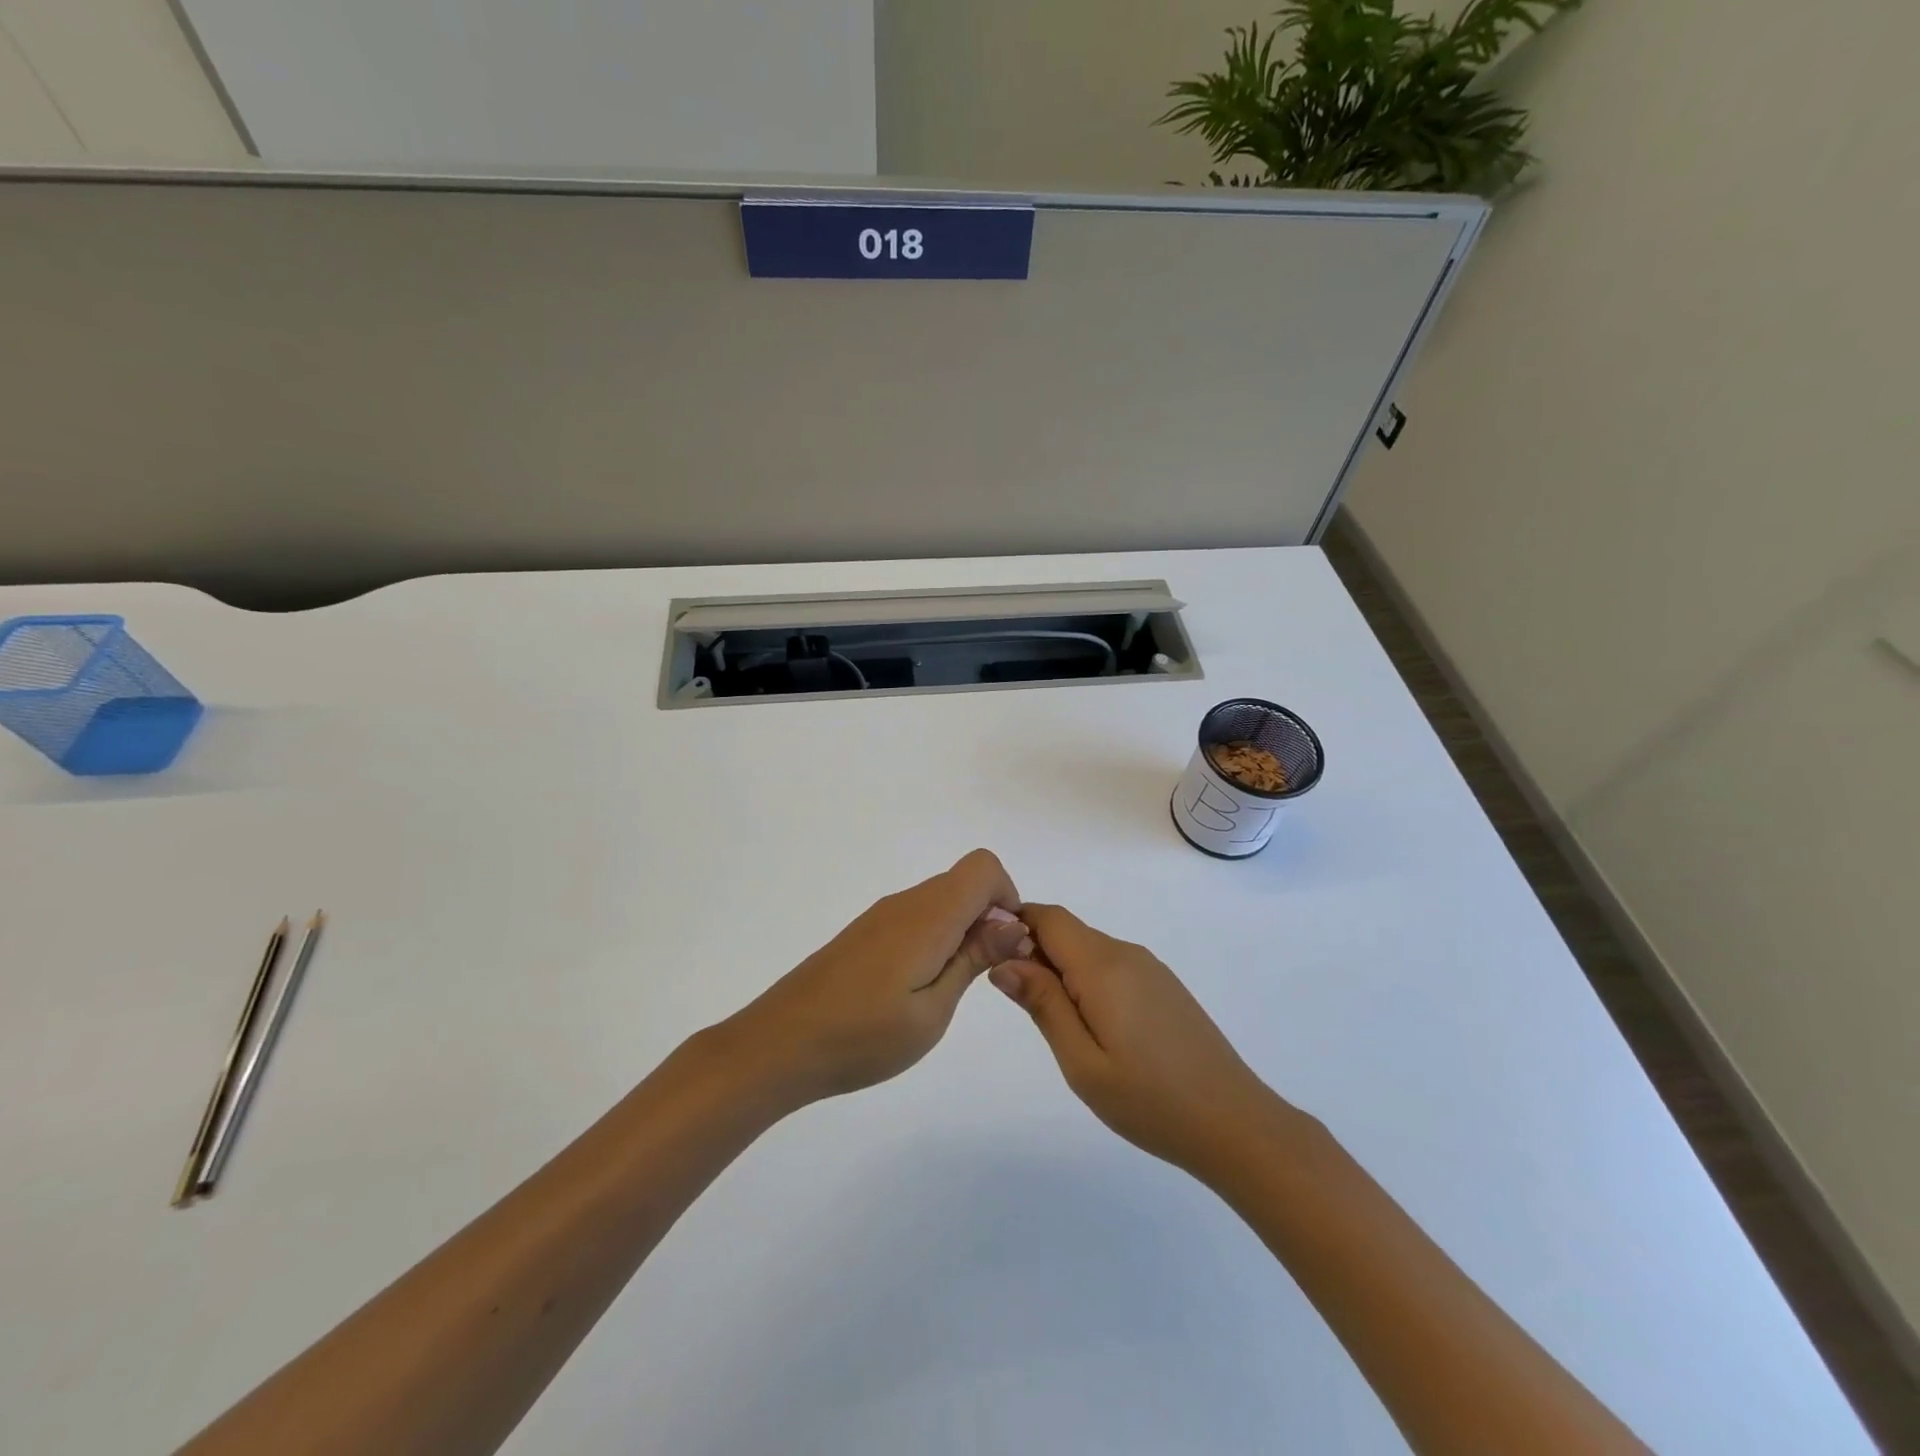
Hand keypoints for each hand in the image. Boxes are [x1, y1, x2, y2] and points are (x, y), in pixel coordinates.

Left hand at [723, 850, 1030, 1106]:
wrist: (779, 1044)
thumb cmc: (863, 1036)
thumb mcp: (932, 1010)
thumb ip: (973, 959)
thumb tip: (1013, 924)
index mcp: (928, 915)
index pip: (983, 867)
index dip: (1007, 898)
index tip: (1005, 946)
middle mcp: (906, 903)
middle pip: (964, 882)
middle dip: (988, 918)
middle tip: (982, 976)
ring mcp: (881, 916)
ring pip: (940, 900)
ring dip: (961, 931)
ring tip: (947, 990)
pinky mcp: (865, 932)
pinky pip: (916, 917)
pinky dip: (934, 939)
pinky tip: (915, 988)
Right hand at [989, 904, 1278, 1178]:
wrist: (1234, 1122)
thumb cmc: (1149, 1099)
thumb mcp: (1081, 1061)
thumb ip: (1042, 1004)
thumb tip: (1003, 961)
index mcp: (1102, 966)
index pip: (1047, 917)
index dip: (1014, 923)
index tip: (990, 955)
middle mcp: (1126, 953)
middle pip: (1067, 931)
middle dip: (1033, 951)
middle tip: (1018, 1003)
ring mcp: (1149, 968)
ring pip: (1089, 950)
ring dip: (1060, 969)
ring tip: (1054, 1022)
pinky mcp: (1163, 986)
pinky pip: (1112, 967)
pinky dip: (1087, 981)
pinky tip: (1093, 1026)